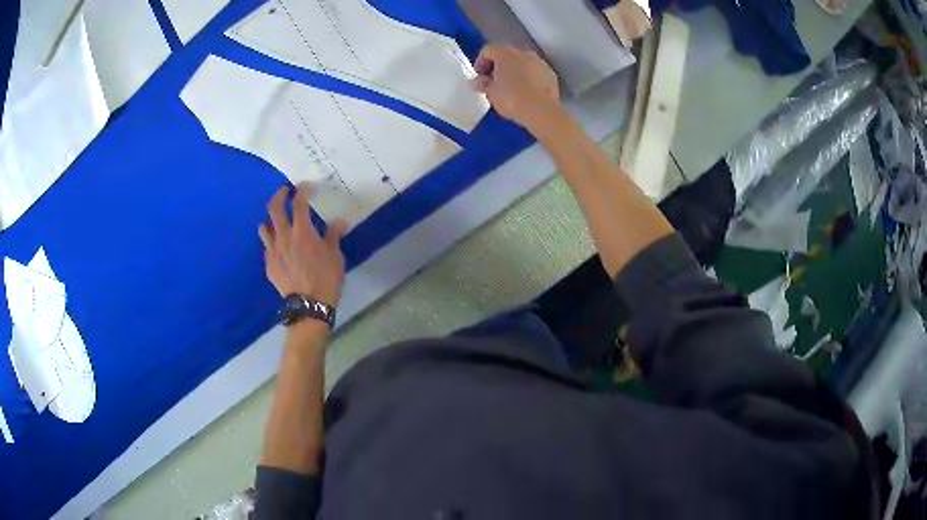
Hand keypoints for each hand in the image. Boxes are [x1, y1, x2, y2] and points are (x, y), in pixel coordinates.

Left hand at [258, 184, 346, 306]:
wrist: (309, 305)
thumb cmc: (326, 278)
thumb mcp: (335, 255)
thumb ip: (333, 236)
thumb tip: (338, 222)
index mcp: (302, 231)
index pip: (299, 204)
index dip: (301, 191)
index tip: (304, 186)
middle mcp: (284, 236)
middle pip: (274, 209)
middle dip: (279, 196)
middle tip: (284, 192)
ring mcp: (273, 251)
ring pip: (264, 228)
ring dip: (270, 220)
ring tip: (276, 221)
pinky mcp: (269, 265)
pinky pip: (267, 248)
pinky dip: (272, 243)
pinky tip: (279, 248)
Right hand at [471, 44, 561, 131]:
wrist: (541, 110)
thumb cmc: (511, 98)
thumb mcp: (491, 93)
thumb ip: (482, 84)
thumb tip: (476, 81)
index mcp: (505, 52)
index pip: (488, 50)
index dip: (480, 62)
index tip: (479, 77)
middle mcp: (523, 52)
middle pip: (507, 53)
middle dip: (499, 65)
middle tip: (494, 81)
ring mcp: (539, 62)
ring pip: (523, 61)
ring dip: (515, 70)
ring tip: (511, 87)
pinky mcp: (551, 74)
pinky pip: (535, 71)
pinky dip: (529, 77)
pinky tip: (526, 91)